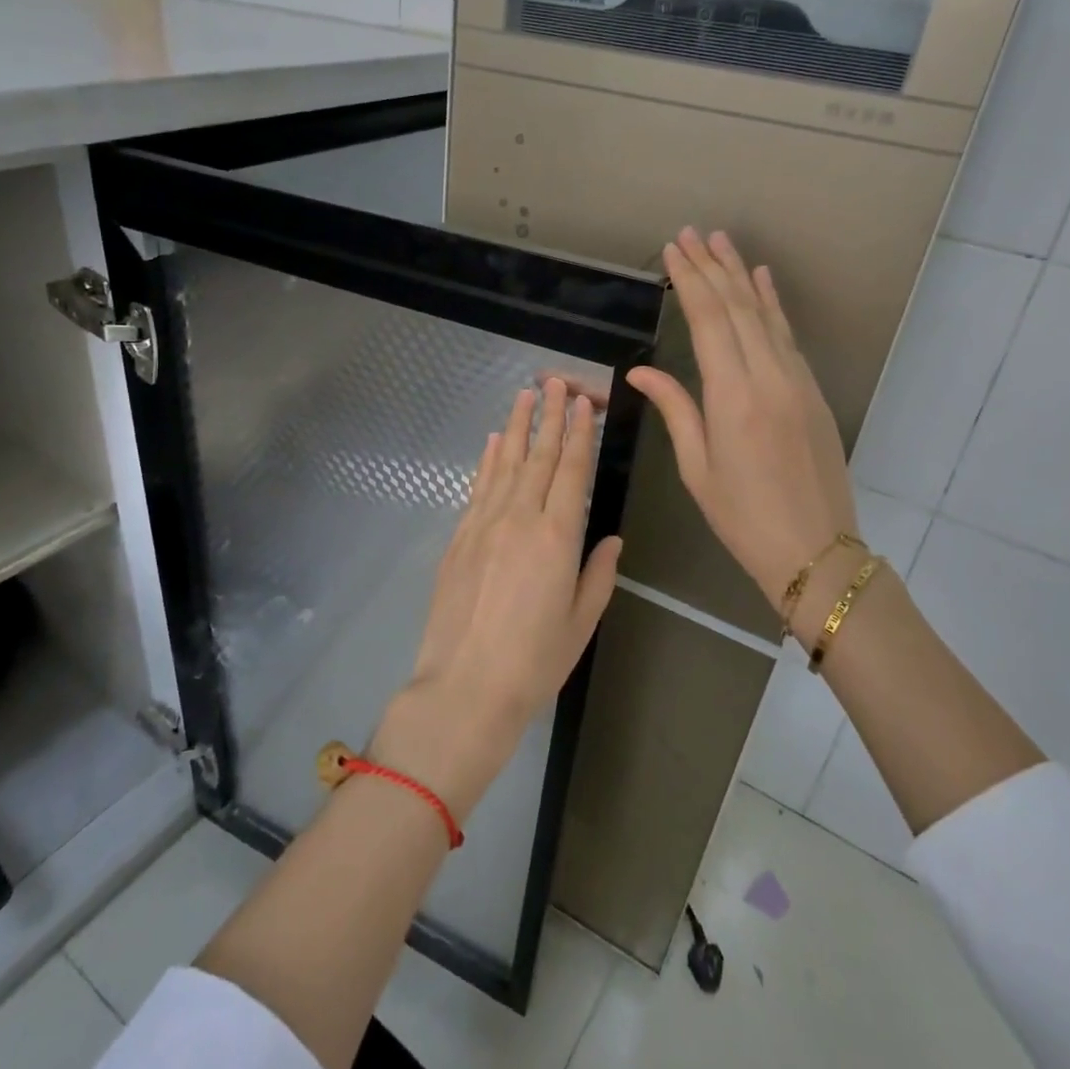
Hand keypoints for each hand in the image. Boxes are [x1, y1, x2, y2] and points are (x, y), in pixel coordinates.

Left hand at [372, 379, 621, 820]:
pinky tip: (495, 442)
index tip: (582, 403)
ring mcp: (484, 524)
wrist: (463, 688)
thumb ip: (598, 574)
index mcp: (557, 537)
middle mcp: (520, 518)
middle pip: (539, 457)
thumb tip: (610, 537)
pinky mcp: (459, 537)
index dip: (578, 434)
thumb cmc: (533, 663)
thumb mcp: (581, 623)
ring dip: (518, 426)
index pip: (572, 471)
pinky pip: (478, 487)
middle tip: (556, 381)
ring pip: (506, 463)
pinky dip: (489, 460)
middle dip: (550, 416)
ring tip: (527, 394)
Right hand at [626, 229, 859, 636]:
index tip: (673, 250)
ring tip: (723, 242)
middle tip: (692, 233)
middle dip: (712, 267)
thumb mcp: (697, 468)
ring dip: (742, 275)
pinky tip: (763, 281)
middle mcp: (768, 377)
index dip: (690, 280)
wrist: (816, 549)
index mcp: (733, 397)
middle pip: (738, 308)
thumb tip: (641, 370)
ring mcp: (796, 381)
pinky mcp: (812, 391)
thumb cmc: (743, 517)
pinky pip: (787, 336)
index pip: (709, 321)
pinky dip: (772, 304)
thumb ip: (675, 409)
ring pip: (766, 315)